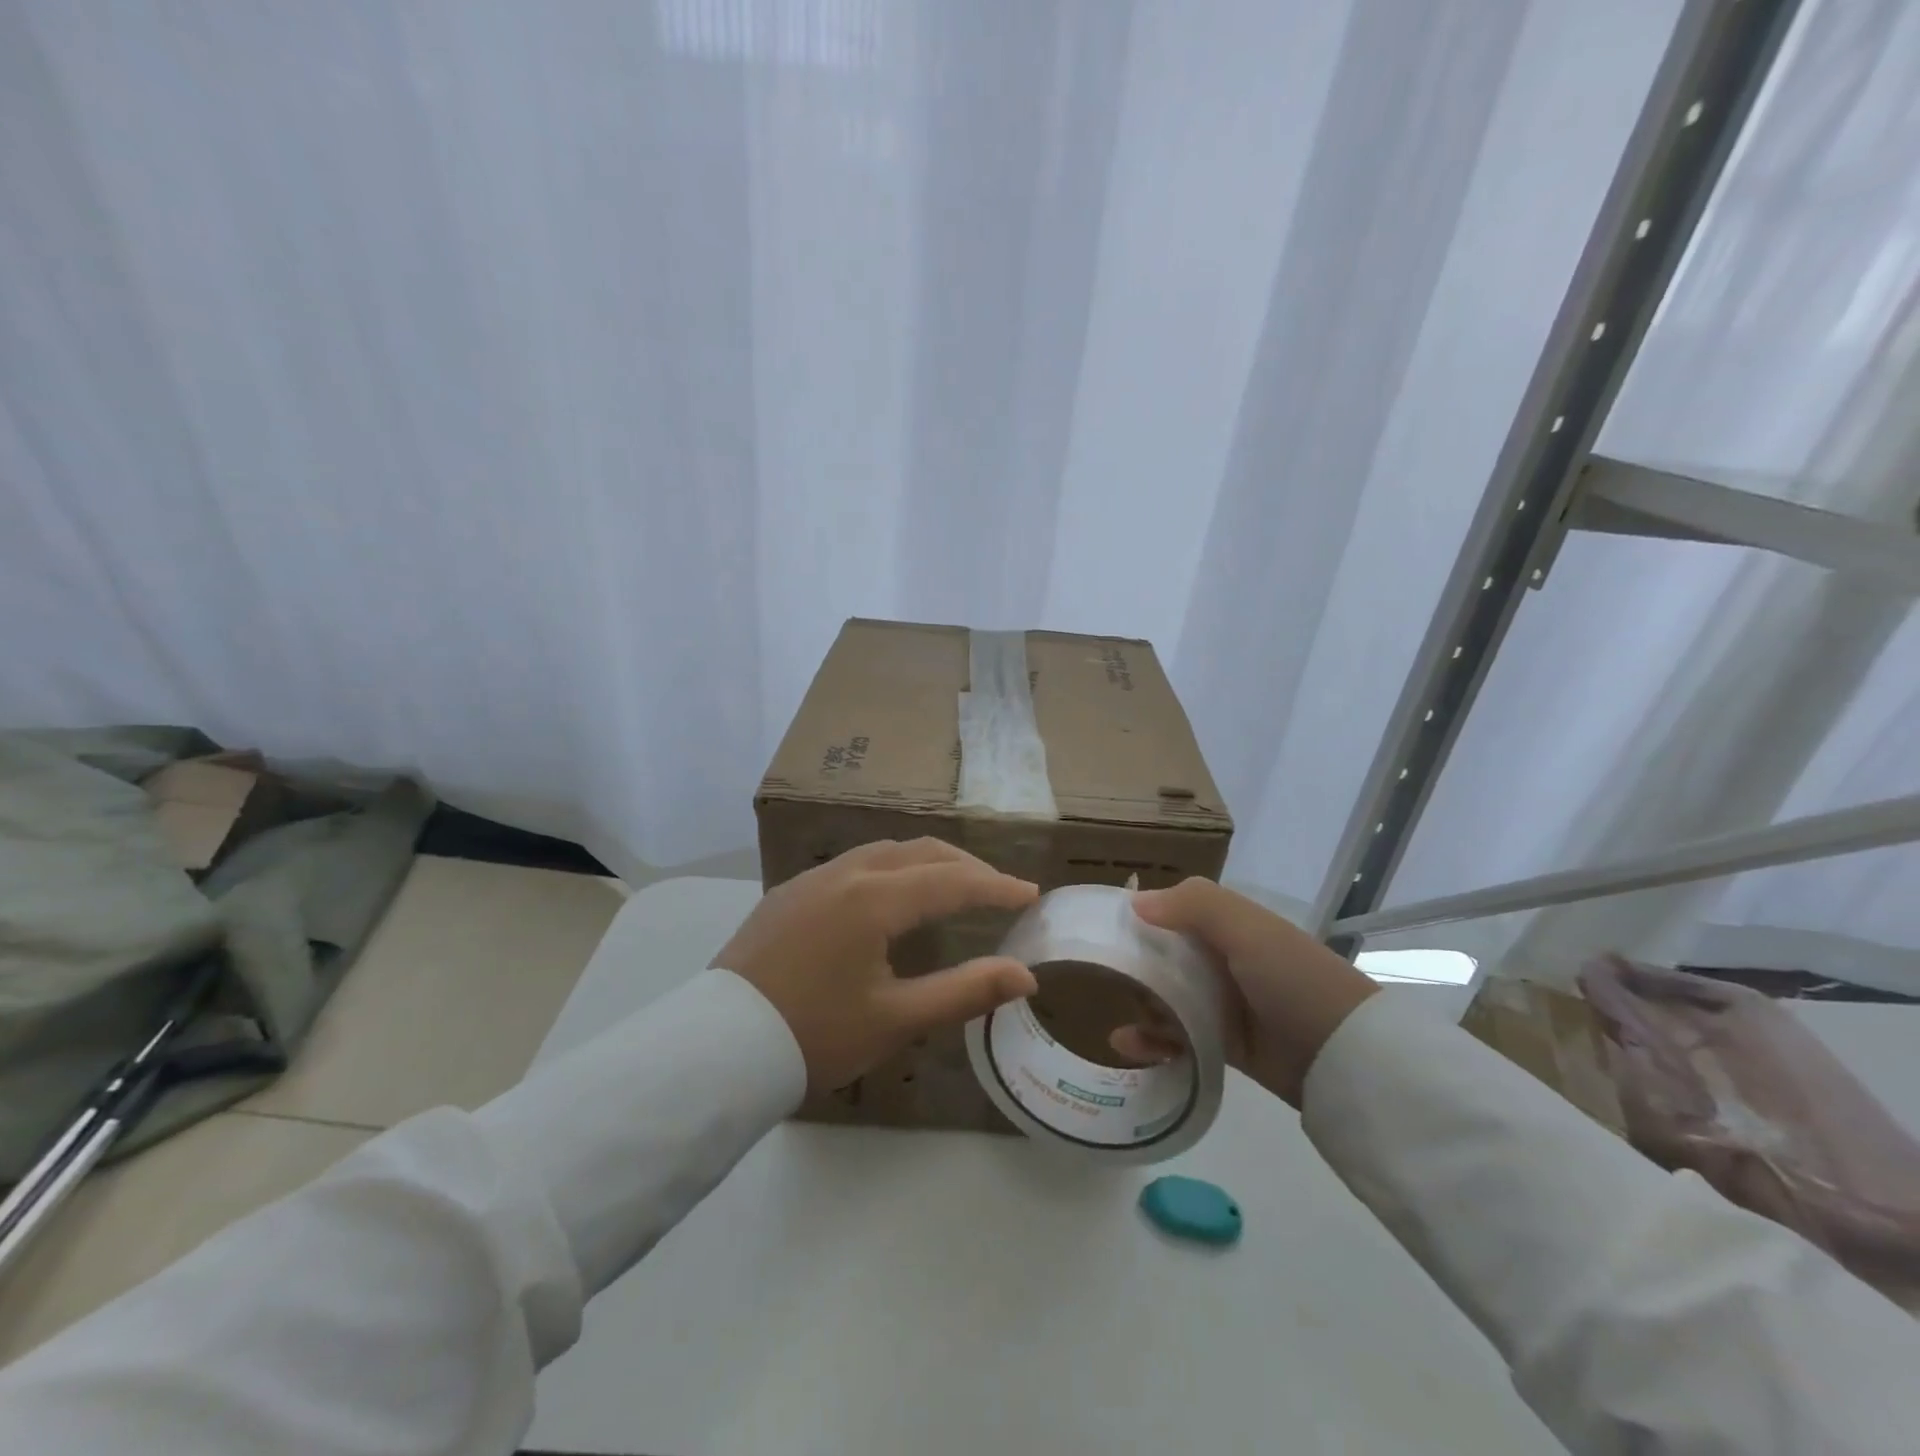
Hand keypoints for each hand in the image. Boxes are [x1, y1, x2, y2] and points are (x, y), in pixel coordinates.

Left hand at [714, 839, 1040, 1091]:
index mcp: (873, 899)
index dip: (995, 887)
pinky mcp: (789, 893)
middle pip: (920, 852)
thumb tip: (1026, 975)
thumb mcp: (896, 1020)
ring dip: (926, 863)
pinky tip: (891, 898)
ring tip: (952, 887)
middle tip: (997, 891)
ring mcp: (811, 879)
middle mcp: (844, 873)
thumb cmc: (814, 1035)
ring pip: (884, 852)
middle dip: (965, 867)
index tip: (1030, 894)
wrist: (718, 1050)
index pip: (951, 881)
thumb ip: (965, 991)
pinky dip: (890, 870)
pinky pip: (853, 864)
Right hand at [1119, 878, 1377, 1108]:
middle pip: (1163, 956)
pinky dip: (1151, 1041)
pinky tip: (1125, 1045)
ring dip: (1139, 1005)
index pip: (1172, 911)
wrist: (1346, 1058)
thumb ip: (1194, 905)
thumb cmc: (1293, 979)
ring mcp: (1222, 1004)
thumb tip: (1134, 903)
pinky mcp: (1222, 1045)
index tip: (1098, 928)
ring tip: (1114, 1018)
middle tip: (1101, 978)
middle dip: (1132, 966)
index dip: (1138, 916)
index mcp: (1228, 925)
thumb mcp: (1248, 929)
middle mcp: (1222, 959)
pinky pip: (1177, 1037)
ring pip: (1166, 997)